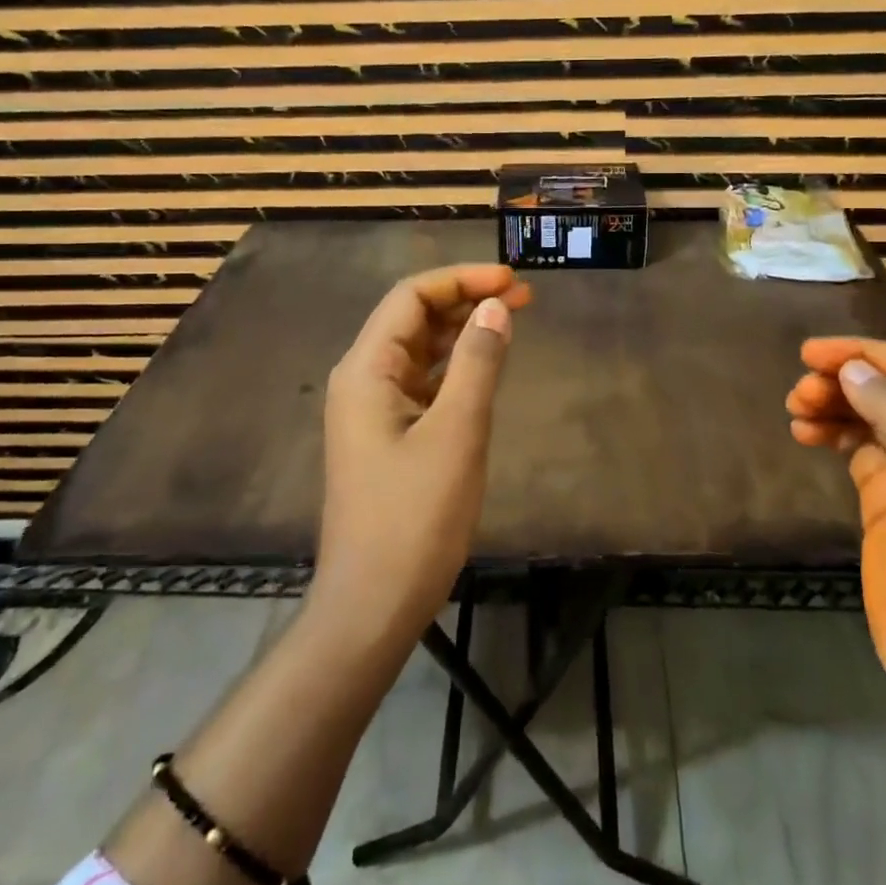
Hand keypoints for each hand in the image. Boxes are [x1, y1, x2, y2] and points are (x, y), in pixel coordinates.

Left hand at [312, 264, 531, 644]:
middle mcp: (362, 380)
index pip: (411, 297)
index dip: (461, 279)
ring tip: (511, 321)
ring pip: (419, 351)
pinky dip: (454, 367)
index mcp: (366, 370)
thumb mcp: (456, 433)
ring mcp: (372, 411)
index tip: (513, 280)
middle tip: (524, 297)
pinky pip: (422, 384)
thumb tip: (496, 306)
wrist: (372, 604)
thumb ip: (477, 363)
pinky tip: (484, 368)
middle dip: (465, 300)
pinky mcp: (387, 437)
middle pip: (413, 318)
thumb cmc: (414, 518)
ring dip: (462, 332)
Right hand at [788, 338, 885, 718]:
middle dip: (845, 382)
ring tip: (796, 409)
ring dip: (832, 406)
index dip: (867, 356)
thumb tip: (850, 369)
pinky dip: (831, 434)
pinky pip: (856, 449)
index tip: (812, 352)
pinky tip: (805, 432)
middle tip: (800, 389)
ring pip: (869, 418)